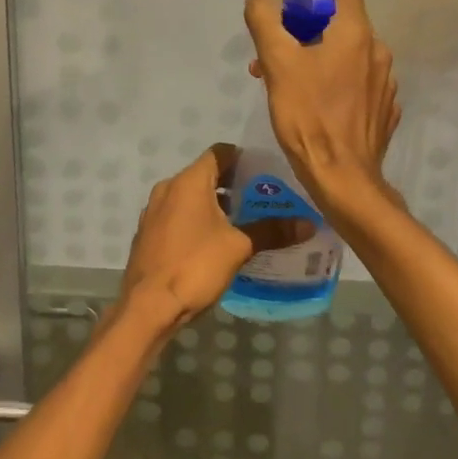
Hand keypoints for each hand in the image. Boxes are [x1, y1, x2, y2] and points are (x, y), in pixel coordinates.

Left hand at [115, 144, 310, 334]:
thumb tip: (308, 224)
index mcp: (188, 181)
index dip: (243, 158)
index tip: (265, 171)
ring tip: (244, 221)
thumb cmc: (195, 265)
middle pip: (205, 175)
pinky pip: (178, 216)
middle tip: (262, 199)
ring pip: (190, 197)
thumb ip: (272, 231)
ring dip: (214, 205)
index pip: (219, 153)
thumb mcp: (239, 247)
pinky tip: (216, 241)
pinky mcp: (149, 233)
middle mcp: (167, 188)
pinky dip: (197, 220)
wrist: (148, 305)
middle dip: (233, 184)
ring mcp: (154, 211)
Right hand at [243, 0, 399, 218]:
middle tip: (273, 52)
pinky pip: (356, 83)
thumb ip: (265, 22)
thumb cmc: (308, 116)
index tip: (288, 5)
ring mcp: (385, 82)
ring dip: (315, 58)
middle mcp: (378, 51)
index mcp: (356, 33)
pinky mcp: (383, 109)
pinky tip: (312, 104)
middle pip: (340, 23)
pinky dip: (333, 83)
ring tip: (284, 82)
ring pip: (346, 55)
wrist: (343, 178)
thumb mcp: (277, 64)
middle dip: (303, 30)